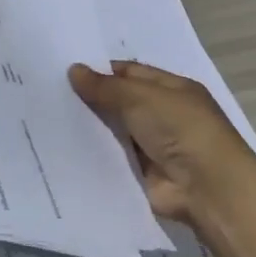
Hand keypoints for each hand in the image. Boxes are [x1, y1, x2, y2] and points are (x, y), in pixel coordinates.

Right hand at [68, 61, 255, 225]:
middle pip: (122, 102)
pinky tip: (63, 149)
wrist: (206, 187)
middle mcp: (164, 114)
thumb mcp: (141, 98)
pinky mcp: (143, 173)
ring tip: (49, 119)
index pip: (132, 73)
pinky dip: (95, 154)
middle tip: (51, 94)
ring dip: (91, 127)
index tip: (67, 71)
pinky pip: (114, 158)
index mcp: (172, 89)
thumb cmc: (180, 129)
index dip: (102, 71)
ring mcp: (154, 145)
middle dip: (92, 99)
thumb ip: (106, 86)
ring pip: (115, 131)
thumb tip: (74, 69)